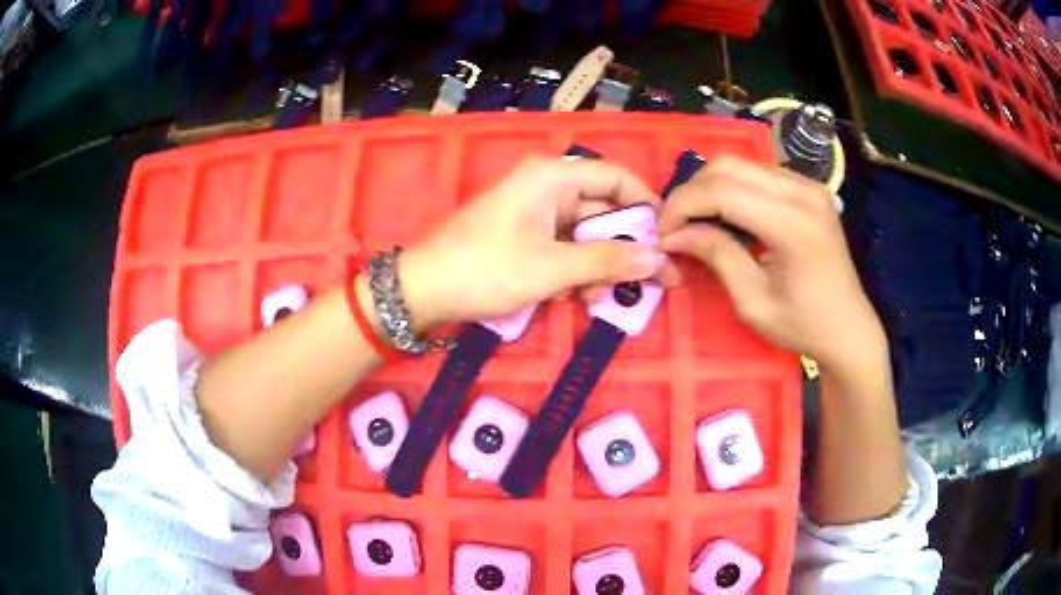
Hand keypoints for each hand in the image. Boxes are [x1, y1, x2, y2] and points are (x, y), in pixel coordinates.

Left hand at [396, 156, 671, 328]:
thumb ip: (607, 261)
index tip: (669, 238)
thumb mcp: (552, 268)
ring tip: (601, 298)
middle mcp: (546, 186)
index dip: (647, 206)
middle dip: (625, 247)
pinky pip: (564, 247)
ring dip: (598, 266)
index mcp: (552, 176)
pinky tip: (575, 297)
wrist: (422, 291)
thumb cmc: (485, 270)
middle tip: (655, 281)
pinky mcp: (524, 235)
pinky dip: (574, 270)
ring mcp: (534, 212)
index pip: (617, 178)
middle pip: (603, 209)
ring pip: (585, 233)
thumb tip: (657, 259)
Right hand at [659, 156, 886, 380]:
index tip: (663, 231)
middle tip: (676, 224)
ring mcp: (810, 186)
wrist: (849, 328)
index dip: (684, 205)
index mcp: (793, 224)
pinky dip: (733, 187)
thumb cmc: (803, 326)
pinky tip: (727, 214)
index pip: (723, 191)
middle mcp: (803, 192)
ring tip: (697, 219)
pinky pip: (760, 173)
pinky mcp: (810, 188)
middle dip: (693, 191)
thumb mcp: (753, 301)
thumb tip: (673, 233)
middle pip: (730, 166)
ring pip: (742, 164)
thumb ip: (716, 256)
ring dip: (711, 186)